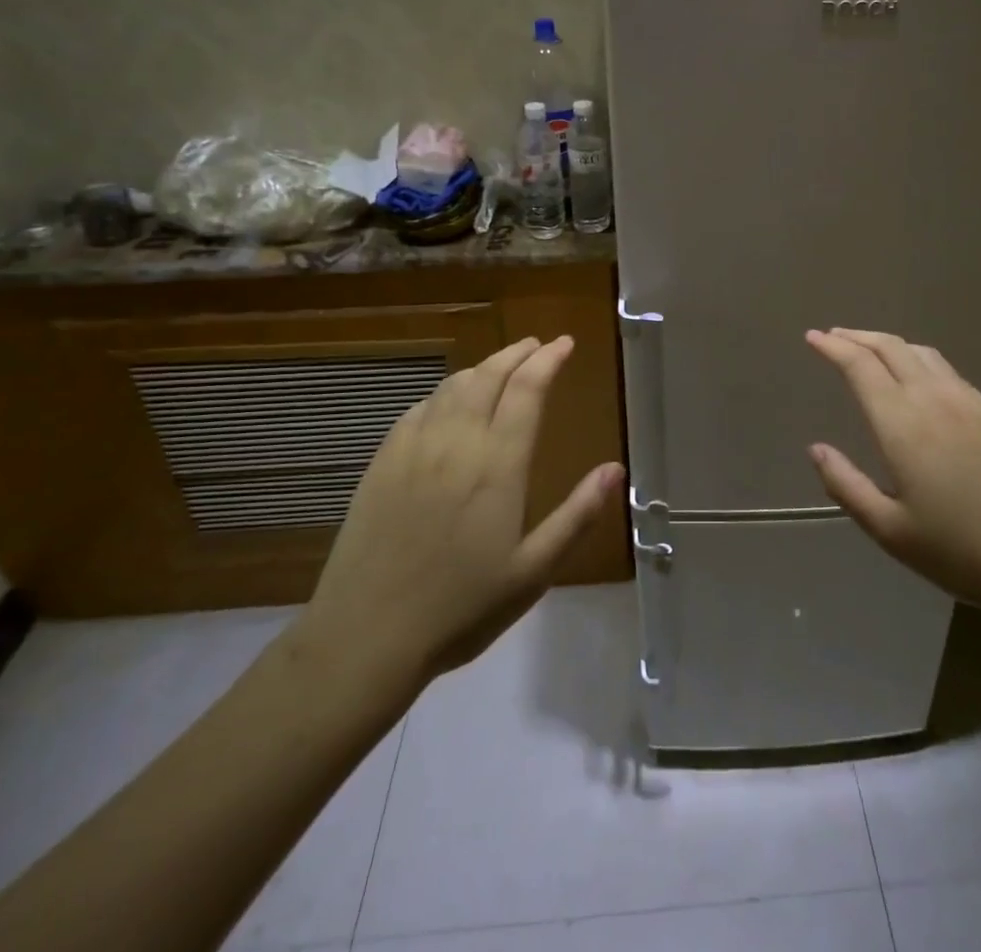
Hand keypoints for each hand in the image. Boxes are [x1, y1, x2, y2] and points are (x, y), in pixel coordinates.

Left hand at [293, 336, 622, 711]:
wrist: (365, 636)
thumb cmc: (461, 608)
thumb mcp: (534, 571)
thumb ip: (577, 515)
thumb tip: (616, 469)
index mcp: (498, 464)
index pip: (527, 390)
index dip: (548, 360)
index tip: (565, 343)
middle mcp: (456, 442)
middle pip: (488, 376)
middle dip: (516, 353)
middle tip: (536, 345)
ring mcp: (413, 449)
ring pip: (452, 386)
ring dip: (482, 368)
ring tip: (500, 367)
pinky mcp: (382, 463)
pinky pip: (418, 408)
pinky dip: (444, 393)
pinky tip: (448, 403)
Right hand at [805, 328, 980, 620]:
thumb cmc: (961, 551)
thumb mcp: (890, 530)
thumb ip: (846, 485)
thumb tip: (816, 449)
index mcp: (902, 424)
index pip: (860, 366)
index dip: (833, 347)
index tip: (813, 338)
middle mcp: (933, 399)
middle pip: (889, 347)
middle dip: (857, 337)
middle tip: (833, 337)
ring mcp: (968, 401)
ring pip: (921, 352)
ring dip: (888, 343)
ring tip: (869, 350)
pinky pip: (946, 369)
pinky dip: (918, 358)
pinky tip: (917, 376)